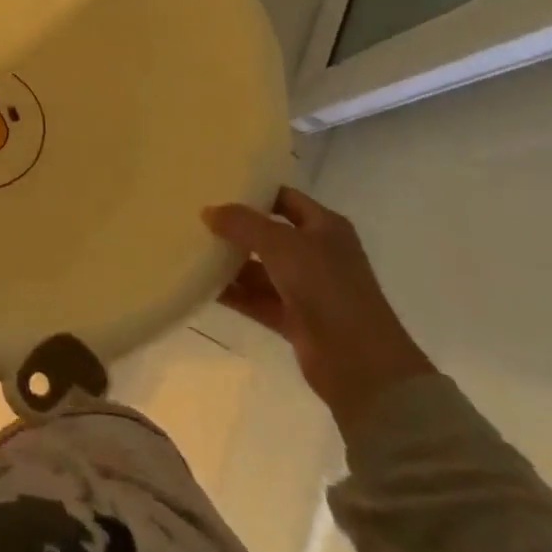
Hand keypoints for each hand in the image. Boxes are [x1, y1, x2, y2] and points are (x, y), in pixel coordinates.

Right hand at [203, 187, 434, 431]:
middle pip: (270, 234)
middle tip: (198, 218)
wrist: (360, 363)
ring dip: (231, 263)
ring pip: (261, 268)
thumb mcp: (281, 244)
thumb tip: (208, 211)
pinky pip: (257, 299)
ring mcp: (306, 288)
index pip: (285, 198)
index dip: (255, 192)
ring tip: (192, 250)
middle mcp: (317, 254)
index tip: (217, 187)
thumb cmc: (326, 288)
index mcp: (325, 227)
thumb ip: (243, 224)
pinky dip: (235, 294)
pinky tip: (203, 286)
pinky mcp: (295, 319)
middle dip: (237, 229)